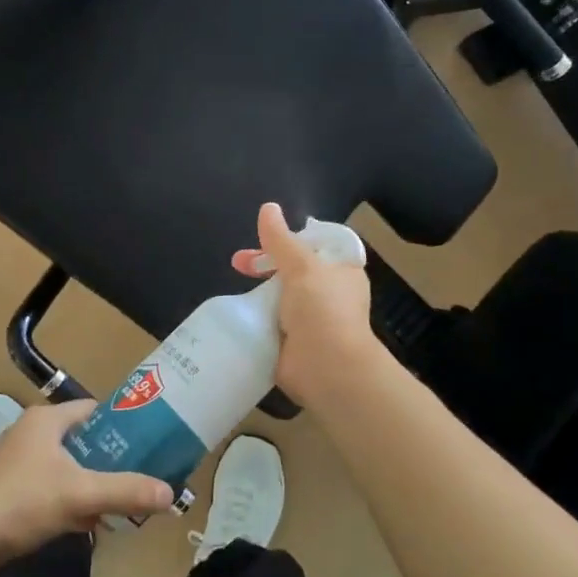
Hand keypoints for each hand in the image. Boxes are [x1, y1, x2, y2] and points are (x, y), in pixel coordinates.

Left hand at [0, 400, 175, 569]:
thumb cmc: (23, 501)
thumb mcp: (81, 495)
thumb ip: (126, 492)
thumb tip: (171, 495)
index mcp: (45, 420)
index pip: (92, 410)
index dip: (121, 423)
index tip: (147, 441)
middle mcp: (31, 432)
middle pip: (82, 440)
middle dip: (109, 459)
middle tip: (138, 475)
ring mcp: (17, 461)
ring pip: (66, 466)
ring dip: (90, 482)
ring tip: (120, 500)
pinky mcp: (10, 489)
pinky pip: (51, 487)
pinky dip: (70, 499)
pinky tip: (88, 522)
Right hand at [238, 202, 387, 409]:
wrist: (326, 369)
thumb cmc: (322, 310)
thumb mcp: (301, 266)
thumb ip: (281, 239)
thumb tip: (268, 207)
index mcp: (342, 272)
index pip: (318, 245)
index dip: (292, 238)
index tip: (266, 238)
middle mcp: (330, 293)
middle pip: (294, 269)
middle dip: (266, 263)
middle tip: (239, 263)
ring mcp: (311, 319)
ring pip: (281, 295)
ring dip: (260, 290)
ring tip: (235, 285)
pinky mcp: (293, 342)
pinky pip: (272, 321)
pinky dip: (257, 316)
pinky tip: (238, 311)